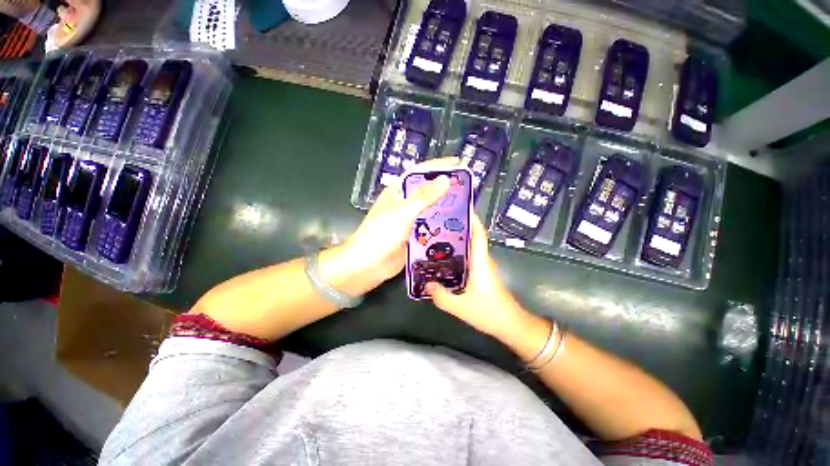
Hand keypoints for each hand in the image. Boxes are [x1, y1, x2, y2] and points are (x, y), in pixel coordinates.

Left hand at [325, 159, 461, 294]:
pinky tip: (456, 226)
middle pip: (427, 191)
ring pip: (430, 209)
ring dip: (445, 207)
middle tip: (467, 187)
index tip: (458, 163)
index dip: (439, 166)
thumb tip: (445, 179)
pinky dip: (441, 224)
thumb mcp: (402, 213)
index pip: (420, 173)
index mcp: (398, 192)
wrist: (367, 266)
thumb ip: (423, 197)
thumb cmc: (380, 235)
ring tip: (466, 205)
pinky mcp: (413, 235)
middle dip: (445, 187)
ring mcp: (409, 220)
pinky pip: (430, 226)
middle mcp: (404, 203)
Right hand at [426, 214, 530, 340]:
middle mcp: (483, 259)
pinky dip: (458, 252)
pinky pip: (469, 256)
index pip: (478, 234)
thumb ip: (441, 296)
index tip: (460, 207)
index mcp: (480, 261)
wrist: (510, 325)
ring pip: (470, 246)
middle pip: (472, 236)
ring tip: (437, 236)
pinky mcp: (482, 273)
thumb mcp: (461, 307)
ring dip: (457, 239)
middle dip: (458, 226)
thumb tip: (427, 284)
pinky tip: (444, 257)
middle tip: (438, 222)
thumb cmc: (489, 312)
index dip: (472, 218)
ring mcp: (483, 266)